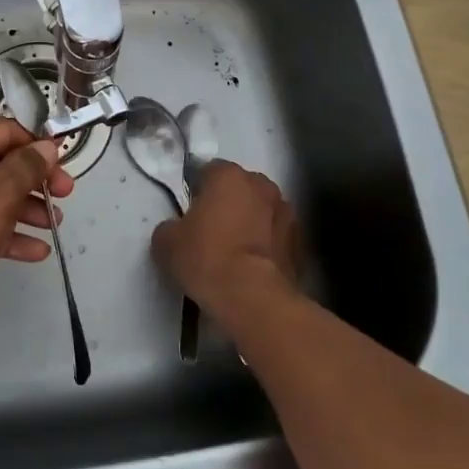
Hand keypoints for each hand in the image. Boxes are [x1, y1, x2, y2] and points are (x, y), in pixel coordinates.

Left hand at [0, 118, 73, 338]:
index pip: (0, 130)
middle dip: (33, 181)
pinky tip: (36, 251)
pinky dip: (5, 233)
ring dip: (24, 209)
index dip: (36, 145)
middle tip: (65, 197)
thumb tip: (47, 146)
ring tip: (55, 225)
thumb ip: (28, 166)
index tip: (65, 165)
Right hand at [152, 160, 298, 319]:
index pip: (209, 170)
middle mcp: (261, 184)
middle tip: (211, 230)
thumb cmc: (207, 258)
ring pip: (261, 211)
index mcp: (228, 175)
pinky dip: (266, 246)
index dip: (197, 190)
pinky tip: (252, 268)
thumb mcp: (167, 242)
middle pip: (239, 188)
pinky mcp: (300, 242)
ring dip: (250, 223)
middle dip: (228, 203)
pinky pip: (275, 237)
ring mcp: (286, 212)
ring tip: (234, 252)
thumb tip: (176, 231)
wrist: (254, 298)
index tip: (189, 212)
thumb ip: (170, 227)